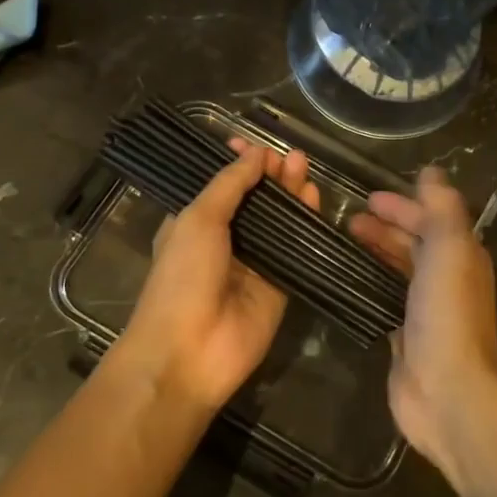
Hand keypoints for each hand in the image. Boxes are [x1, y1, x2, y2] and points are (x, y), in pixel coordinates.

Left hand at [116, 138, 319, 410]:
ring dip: (290, 194)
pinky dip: (306, 225)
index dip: (239, 164)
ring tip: (304, 166)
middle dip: (271, 176)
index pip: (222, 185)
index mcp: (195, 223)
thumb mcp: (198, 219)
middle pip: (255, 200)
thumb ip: (230, 185)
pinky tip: (314, 200)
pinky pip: (296, 250)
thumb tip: (255, 153)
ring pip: (279, 221)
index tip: (256, 145)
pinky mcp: (280, 285)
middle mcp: (226, 240)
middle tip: (292, 156)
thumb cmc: (182, 276)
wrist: (189, 351)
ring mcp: (255, 264)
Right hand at [349, 167, 496, 475]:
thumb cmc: (448, 312)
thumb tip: (432, 171)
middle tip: (348, 220)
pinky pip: (384, 299)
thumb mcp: (450, 246)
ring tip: (342, 243)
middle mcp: (447, 279)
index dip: (403, 205)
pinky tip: (345, 281)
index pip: (431, 219)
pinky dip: (368, 284)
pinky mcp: (404, 336)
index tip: (367, 198)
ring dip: (375, 253)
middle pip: (414, 243)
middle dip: (385, 228)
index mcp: (462, 255)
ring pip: (398, 270)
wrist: (448, 389)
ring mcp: (425, 310)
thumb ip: (441, 207)